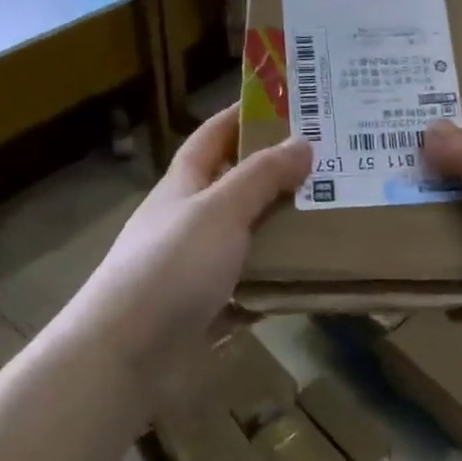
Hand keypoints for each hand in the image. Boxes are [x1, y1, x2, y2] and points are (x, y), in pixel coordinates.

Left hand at [73, 108, 309, 389]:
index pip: (214, 136)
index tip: (288, 103)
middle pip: (237, 186)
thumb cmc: (170, 267)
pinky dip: (279, 280)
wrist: (125, 357)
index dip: (243, 114)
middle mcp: (190, 220)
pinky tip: (314, 276)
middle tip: (332, 162)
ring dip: (284, 228)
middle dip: (278, 173)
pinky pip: (253, 285)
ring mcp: (199, 266)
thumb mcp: (219, 210)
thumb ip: (260, 176)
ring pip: (250, 237)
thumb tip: (302, 142)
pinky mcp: (210, 307)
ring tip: (336, 213)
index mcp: (184, 185)